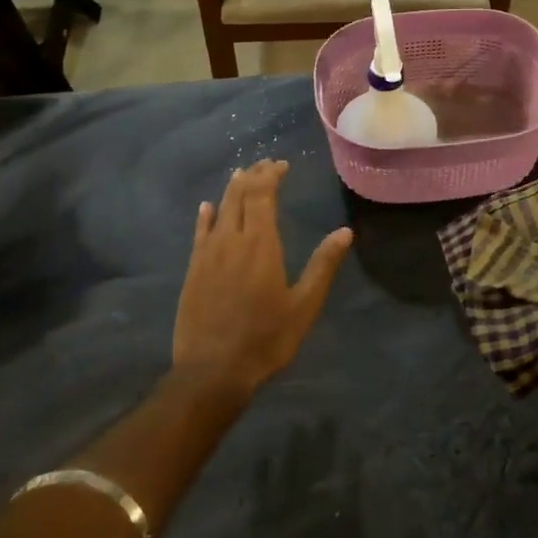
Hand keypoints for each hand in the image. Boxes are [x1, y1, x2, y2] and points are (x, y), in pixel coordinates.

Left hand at [172, 160, 353, 394]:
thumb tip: (345, 232)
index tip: (281, 165)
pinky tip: (207, 207)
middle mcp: (231, 240)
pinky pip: (199, 233)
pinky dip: (205, 216)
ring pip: (219, 210)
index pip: (262, 194)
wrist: (212, 372)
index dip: (270, 175)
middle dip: (252, 176)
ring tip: (241, 175)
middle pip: (239, 195)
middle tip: (265, 165)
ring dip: (231, 189)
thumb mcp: (304, 305)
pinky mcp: (193, 271)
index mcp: (261, 244)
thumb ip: (323, 265)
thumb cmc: (265, 338)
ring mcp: (207, 255)